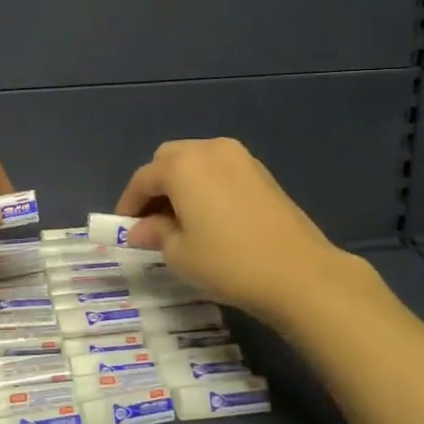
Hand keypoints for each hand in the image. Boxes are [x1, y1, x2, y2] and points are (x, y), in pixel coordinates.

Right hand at [114, 137, 359, 321]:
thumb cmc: (228, 262)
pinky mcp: (261, 172)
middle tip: (152, 220)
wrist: (299, 273)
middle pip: (168, 159)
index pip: (143, 179)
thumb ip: (155, 234)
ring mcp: (240, 158)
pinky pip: (220, 169)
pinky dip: (206, 185)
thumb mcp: (180, 254)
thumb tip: (140, 229)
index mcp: (182, 165)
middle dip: (155, 186)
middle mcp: (209, 149)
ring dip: (182, 182)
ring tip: (181, 218)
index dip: (129, 203)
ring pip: (196, 160)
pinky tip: (211, 215)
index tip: (123, 227)